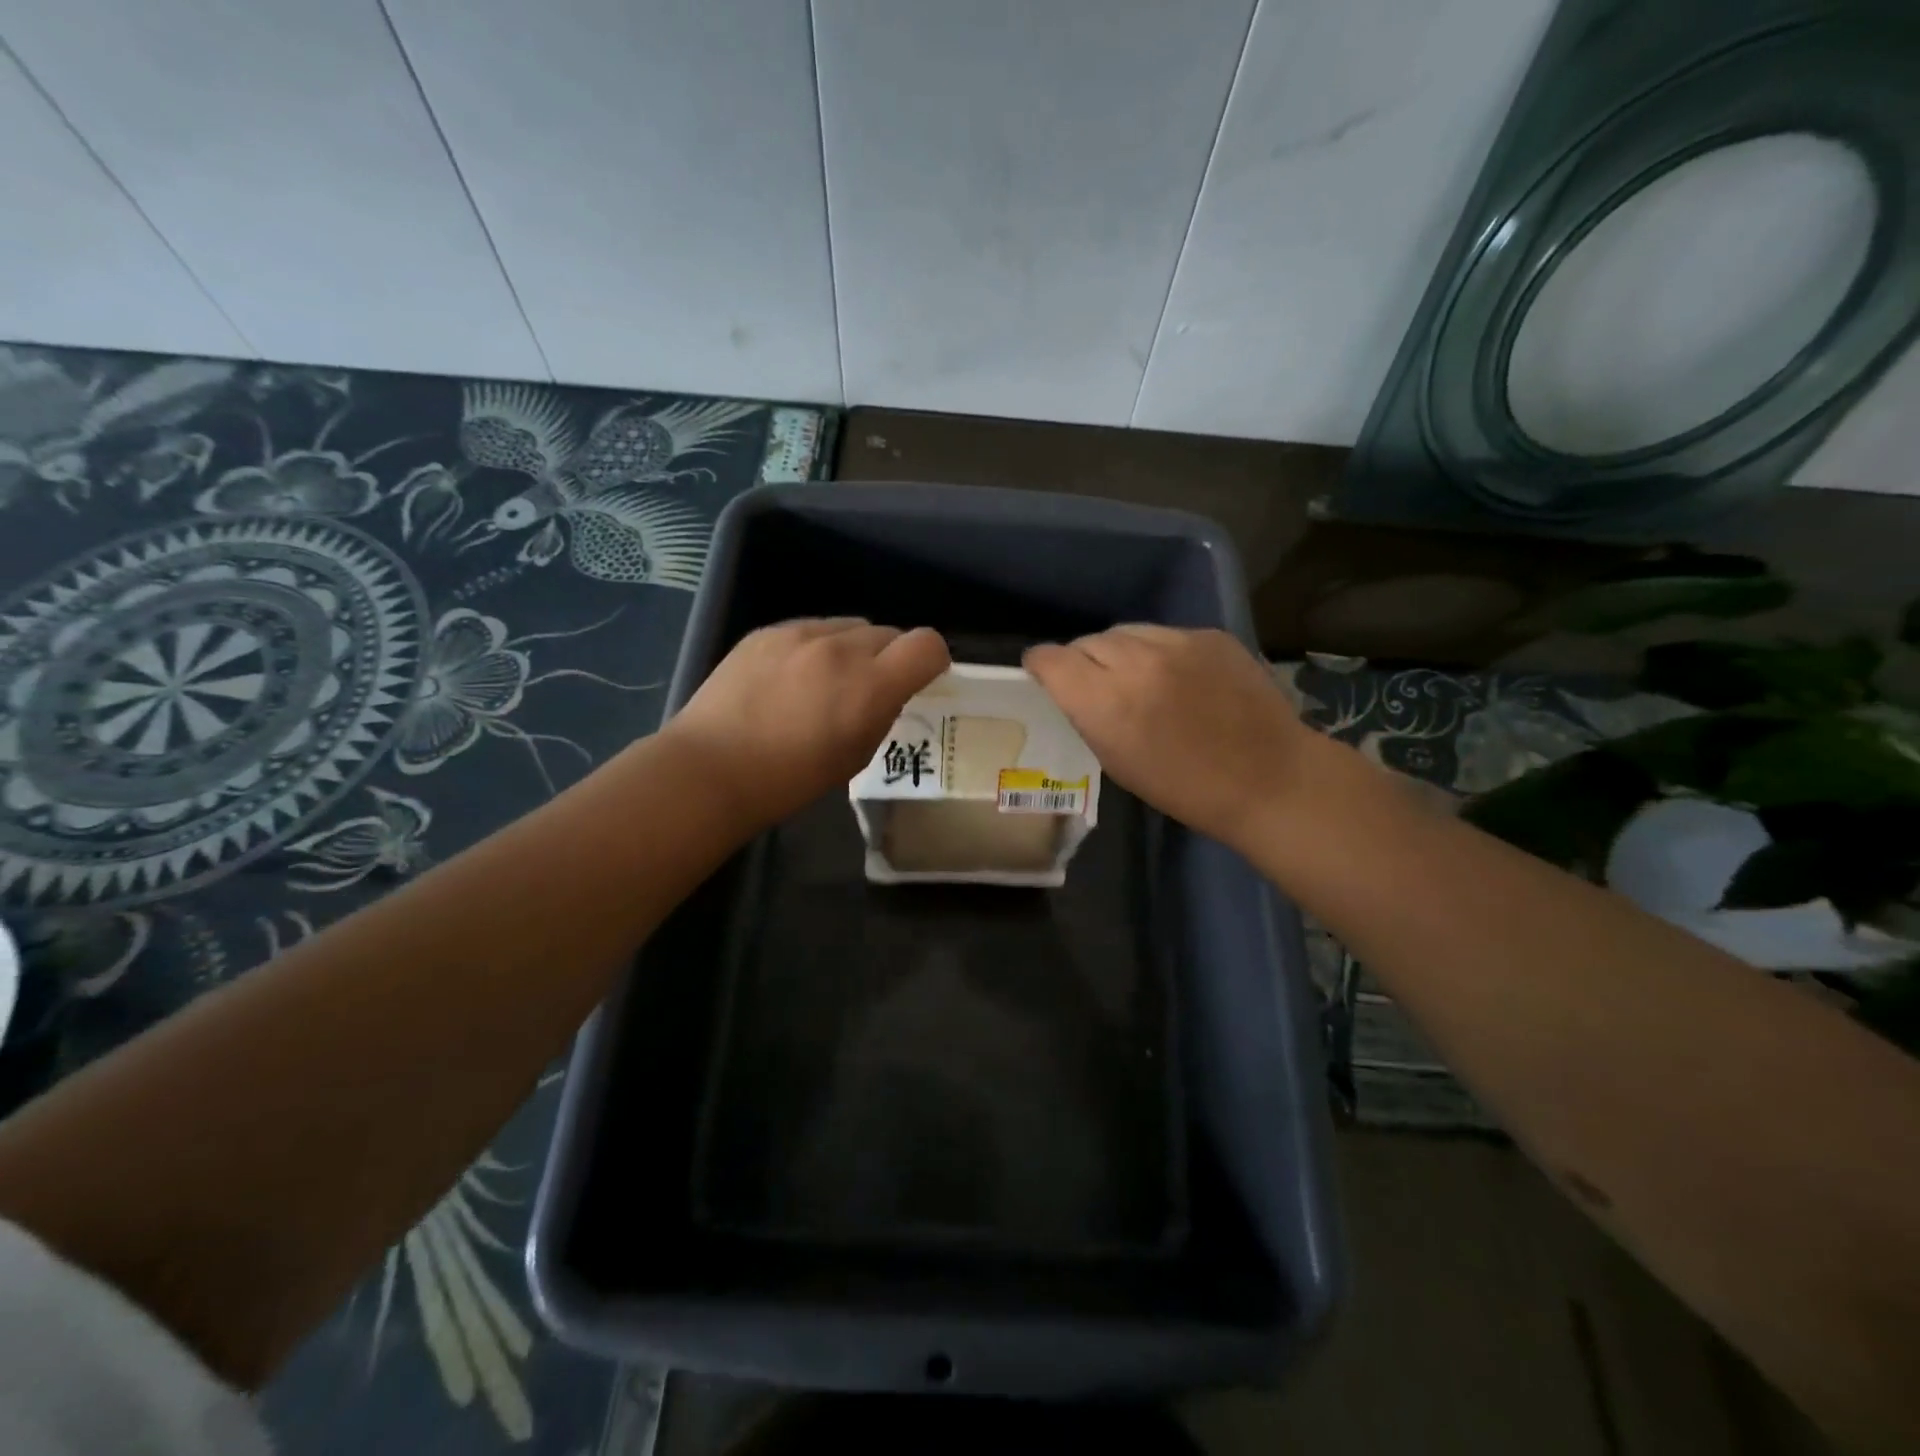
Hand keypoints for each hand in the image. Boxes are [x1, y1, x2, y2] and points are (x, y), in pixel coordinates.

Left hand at [663, 618, 949, 828]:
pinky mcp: (768, 631)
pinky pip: (811, 628)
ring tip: (827, 681)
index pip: (928, 645)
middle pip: (889, 632)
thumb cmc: (790, 779)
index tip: (921, 679)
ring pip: (850, 626)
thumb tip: (885, 691)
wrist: (711, 768)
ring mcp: (800, 633)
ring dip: (853, 649)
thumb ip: (881, 713)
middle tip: (869, 688)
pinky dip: (815, 647)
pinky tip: (790, 678)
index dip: (932, 660)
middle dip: (890, 657)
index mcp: (870, 685)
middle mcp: (841, 648)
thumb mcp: (856, 756)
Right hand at [1024, 626, 1315, 850]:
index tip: (1042, 675)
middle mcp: (1136, 661)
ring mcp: (1177, 642)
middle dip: (1081, 660)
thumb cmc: (1185, 788)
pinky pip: (1165, 634)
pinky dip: (1159, 651)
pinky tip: (1176, 677)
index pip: (1051, 659)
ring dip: (1119, 652)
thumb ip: (1087, 715)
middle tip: (1095, 684)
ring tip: (1134, 676)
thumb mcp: (1116, 761)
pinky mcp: (1209, 635)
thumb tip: (1072, 688)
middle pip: (1087, 641)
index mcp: (1105, 702)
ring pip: (1125, 631)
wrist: (1268, 778)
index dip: (1040, 665)